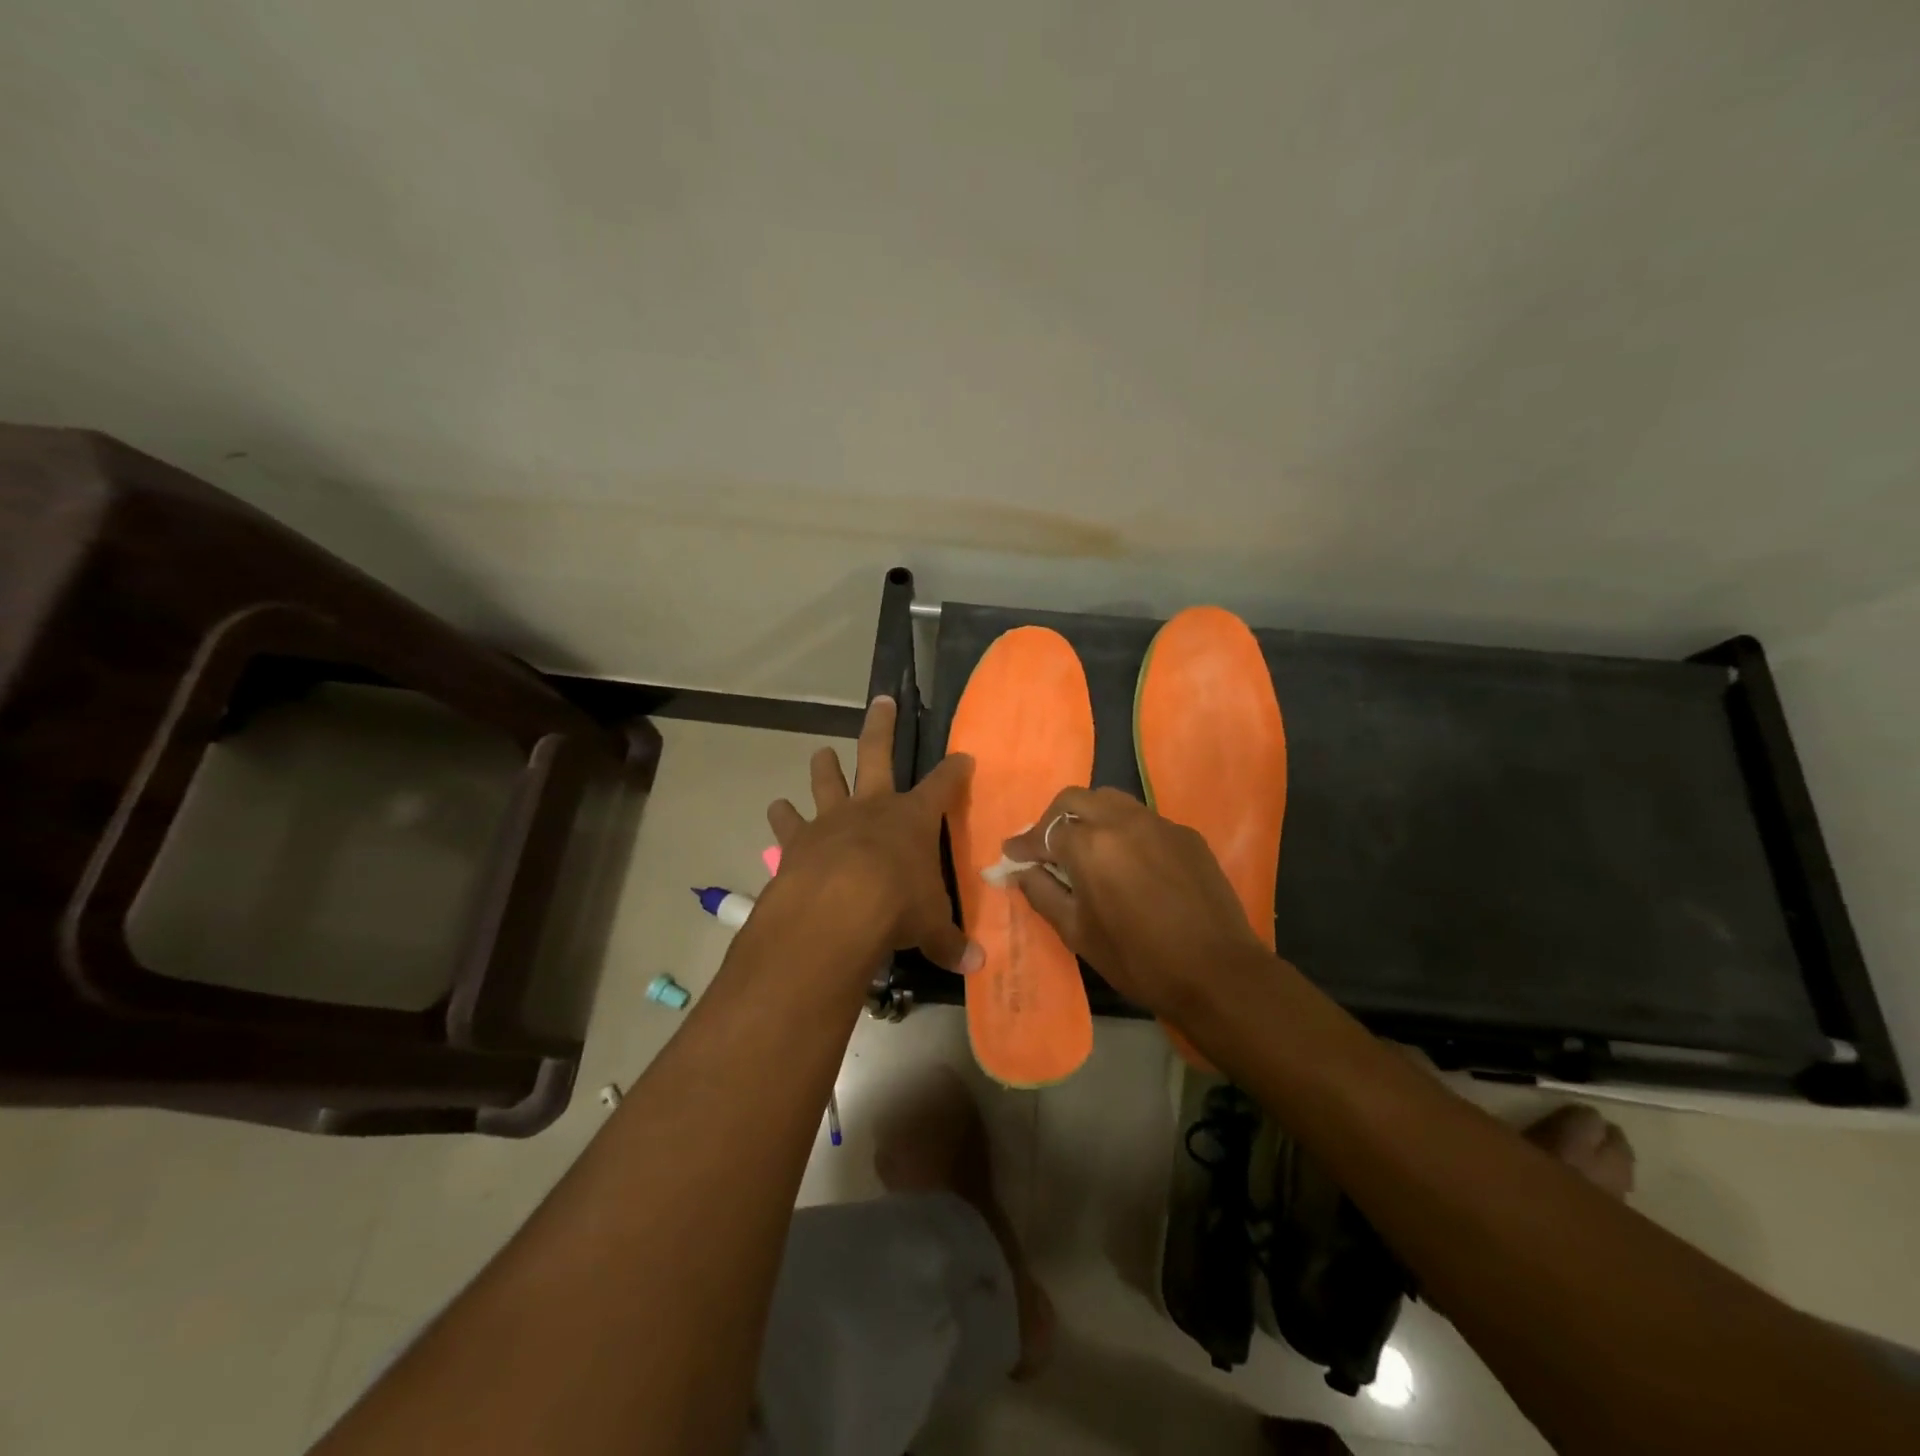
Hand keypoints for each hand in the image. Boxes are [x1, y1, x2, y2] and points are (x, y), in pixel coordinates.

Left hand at [765, 696, 981, 975]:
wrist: (836, 911)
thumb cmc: (897, 908)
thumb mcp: (931, 927)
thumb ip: (949, 941)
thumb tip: (976, 965)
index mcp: (913, 818)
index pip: (943, 785)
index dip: (955, 770)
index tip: (963, 756)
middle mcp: (872, 807)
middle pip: (878, 753)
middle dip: (883, 725)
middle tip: (882, 700)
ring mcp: (831, 819)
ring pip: (826, 780)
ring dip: (824, 767)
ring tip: (821, 755)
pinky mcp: (797, 841)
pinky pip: (787, 822)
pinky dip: (782, 816)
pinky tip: (777, 810)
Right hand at [1002, 787, 1271, 1024]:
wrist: (1218, 973)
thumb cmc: (1139, 960)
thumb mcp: (1078, 933)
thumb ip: (1043, 894)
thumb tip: (1023, 871)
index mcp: (1090, 846)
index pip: (1045, 832)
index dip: (1024, 845)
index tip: (1011, 855)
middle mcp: (1122, 821)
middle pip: (1075, 800)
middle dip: (1053, 820)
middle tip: (1046, 848)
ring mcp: (1159, 824)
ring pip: (1111, 801)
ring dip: (1089, 816)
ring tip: (1085, 848)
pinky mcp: (1186, 835)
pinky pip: (1143, 819)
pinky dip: (1123, 831)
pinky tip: (1128, 862)